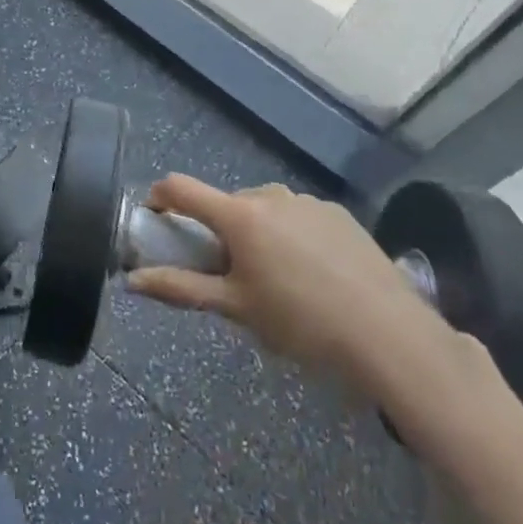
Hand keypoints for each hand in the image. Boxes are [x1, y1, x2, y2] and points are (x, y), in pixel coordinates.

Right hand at [125, 176, 459, 403]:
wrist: (390, 335)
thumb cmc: (301, 323)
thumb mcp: (236, 309)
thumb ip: (181, 289)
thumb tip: (132, 280)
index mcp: (239, 215)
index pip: (181, 187)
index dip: (160, 198)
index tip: (157, 222)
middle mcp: (269, 195)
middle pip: (225, 204)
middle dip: (217, 231)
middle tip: (228, 274)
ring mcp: (307, 200)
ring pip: (263, 210)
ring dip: (254, 233)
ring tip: (275, 279)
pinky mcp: (337, 213)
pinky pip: (297, 216)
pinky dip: (289, 235)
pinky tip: (312, 275)